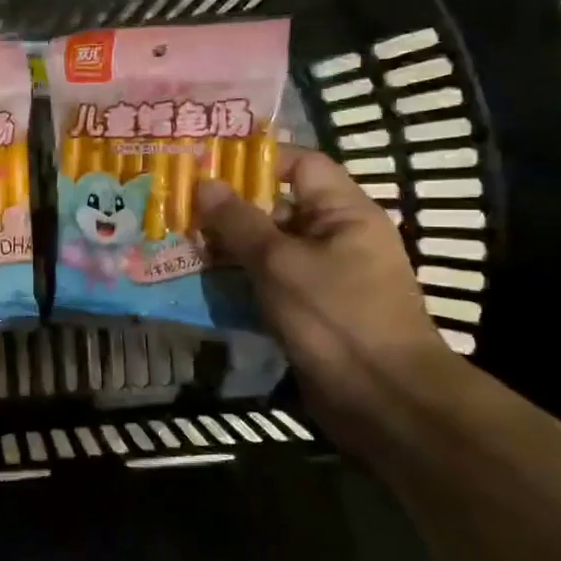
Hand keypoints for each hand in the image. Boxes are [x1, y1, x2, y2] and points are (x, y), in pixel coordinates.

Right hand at [197, 150, 455, 439]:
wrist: (383, 400)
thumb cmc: (336, 317)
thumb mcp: (279, 262)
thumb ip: (238, 222)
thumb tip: (203, 183)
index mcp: (344, 212)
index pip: (300, 165)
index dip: (255, 161)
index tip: (206, 164)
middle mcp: (336, 237)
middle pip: (278, 207)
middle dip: (229, 207)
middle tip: (178, 205)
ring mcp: (323, 276)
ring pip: (268, 248)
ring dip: (228, 247)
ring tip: (178, 241)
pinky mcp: (309, 310)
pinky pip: (269, 282)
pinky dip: (238, 280)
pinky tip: (199, 282)